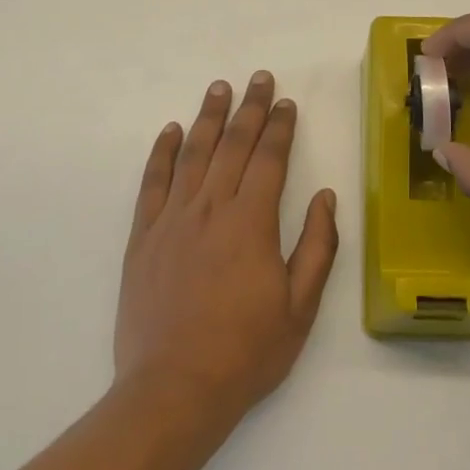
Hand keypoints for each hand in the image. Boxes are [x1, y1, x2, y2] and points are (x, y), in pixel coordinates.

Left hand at [114, 72, 338, 424]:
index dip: (280, 127)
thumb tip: (326, 198)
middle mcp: (211, 208)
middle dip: (250, 108)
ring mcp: (172, 219)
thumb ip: (317, 248)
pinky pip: (152, 183)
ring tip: (219, 87)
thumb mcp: (299, 309)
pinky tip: (171, 130)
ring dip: (208, 117)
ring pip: (193, 154)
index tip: (286, 103)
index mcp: (251, 222)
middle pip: (233, 144)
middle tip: (259, 78)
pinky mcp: (143, 237)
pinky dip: (162, 152)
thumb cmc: (245, 353)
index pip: (269, 159)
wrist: (173, 391)